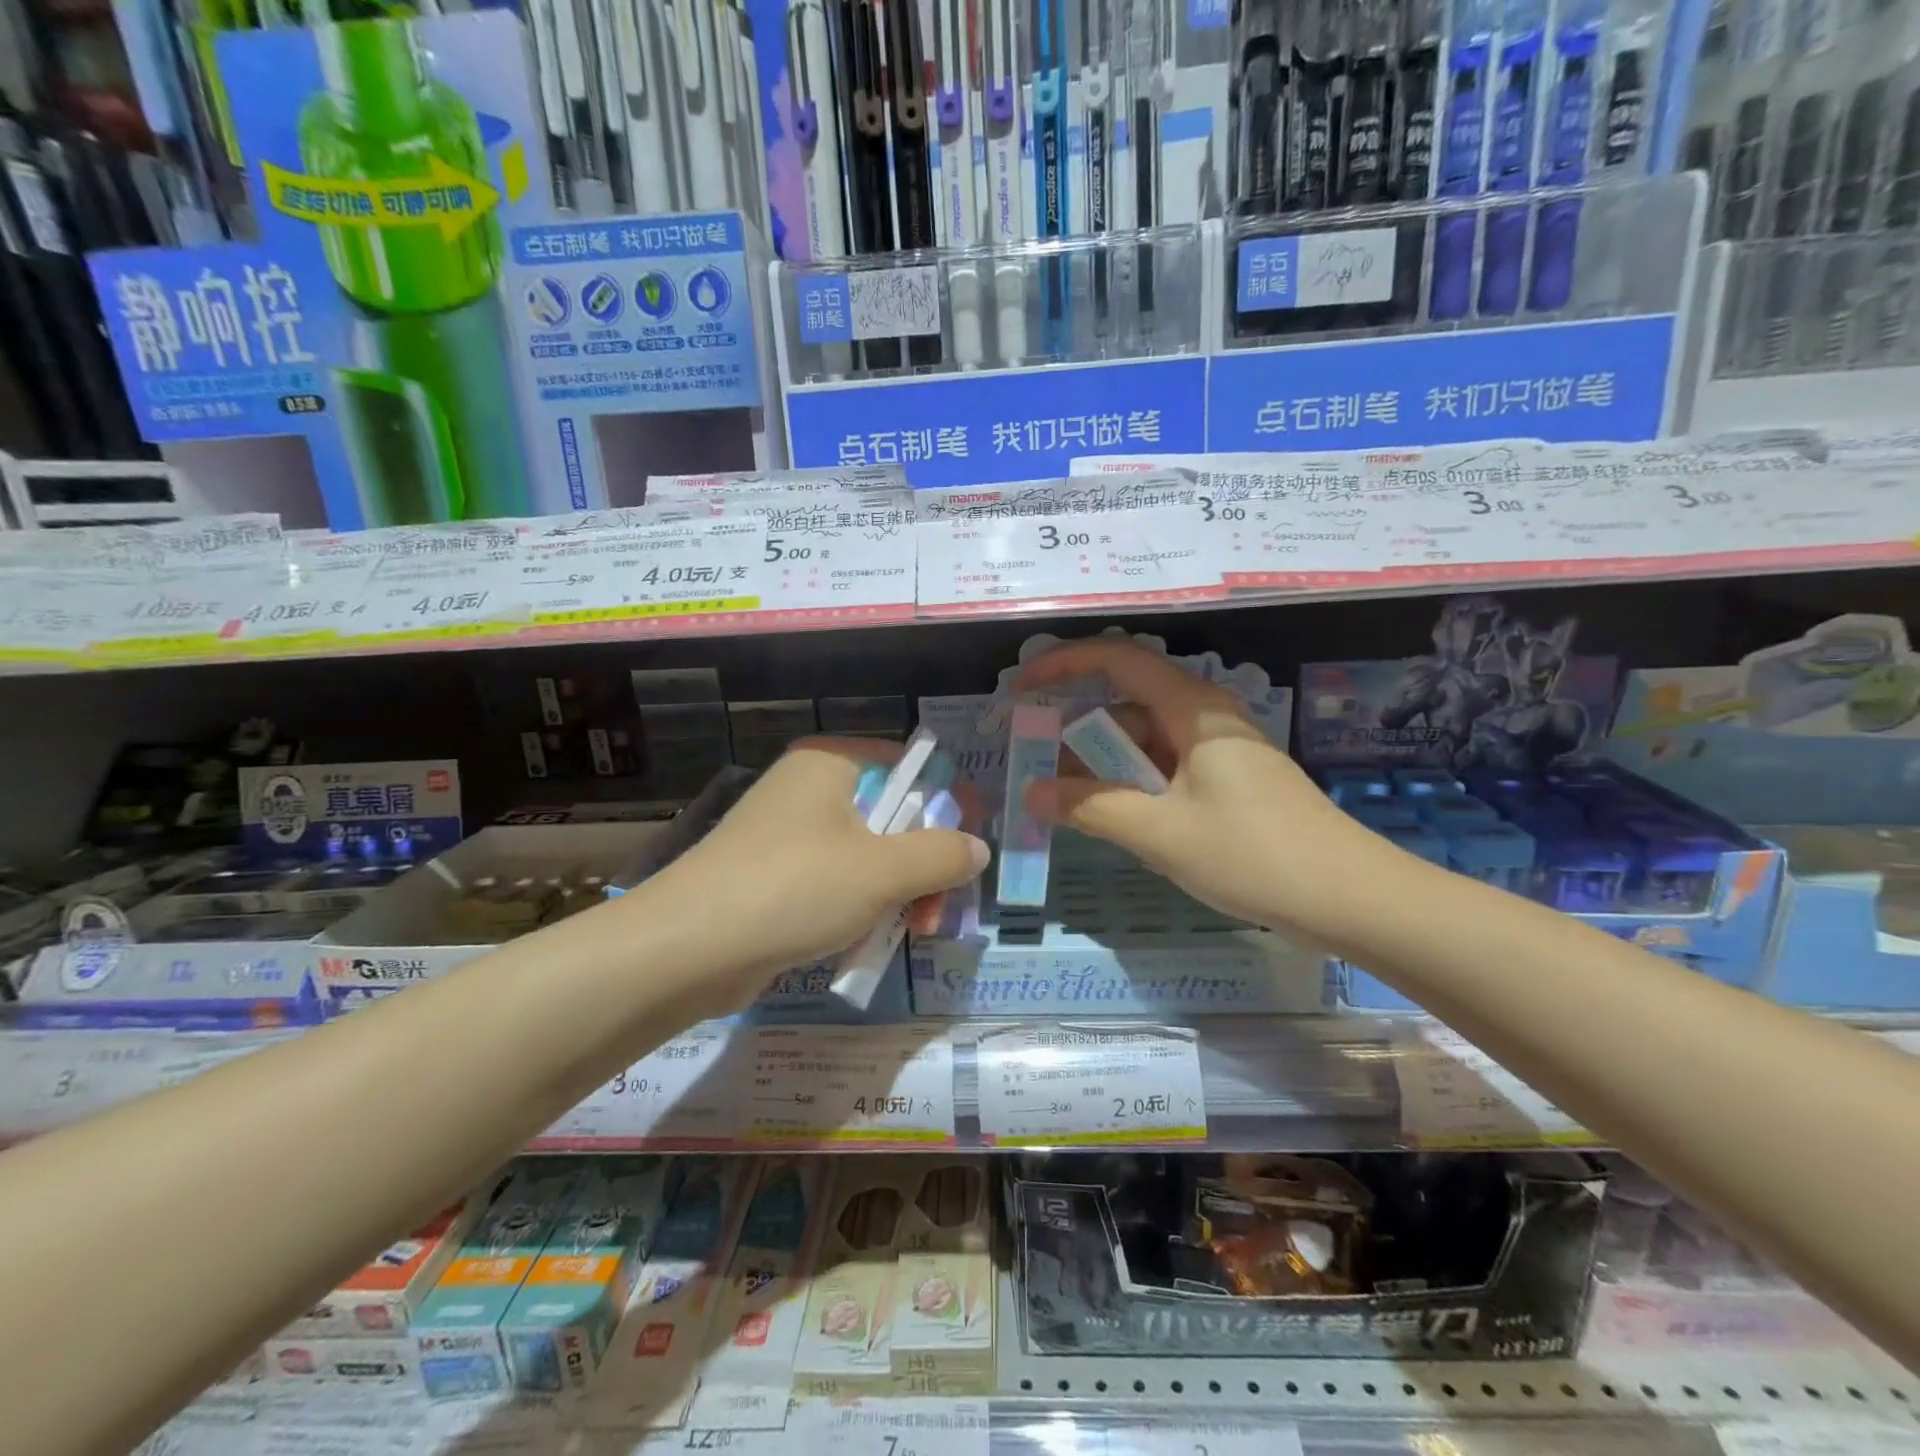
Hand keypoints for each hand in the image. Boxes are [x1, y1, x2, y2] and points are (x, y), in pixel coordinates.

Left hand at [649, 738, 988, 1007]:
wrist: (686, 950)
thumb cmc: (794, 889)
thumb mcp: (884, 870)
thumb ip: (942, 854)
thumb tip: (978, 849)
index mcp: (831, 763)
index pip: (909, 766)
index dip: (945, 808)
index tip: (965, 856)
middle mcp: (808, 788)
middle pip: (891, 817)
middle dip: (921, 868)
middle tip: (936, 913)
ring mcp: (786, 834)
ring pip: (866, 857)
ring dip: (894, 895)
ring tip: (907, 935)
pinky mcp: (772, 877)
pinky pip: (833, 884)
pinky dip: (856, 910)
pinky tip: (863, 944)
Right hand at [1018, 639, 1387, 937]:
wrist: (1350, 899)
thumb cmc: (1252, 854)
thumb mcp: (1159, 832)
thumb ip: (1091, 808)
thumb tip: (1033, 792)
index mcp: (1191, 709)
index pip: (1117, 659)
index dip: (1063, 664)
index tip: (1021, 688)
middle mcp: (1205, 719)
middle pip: (1127, 706)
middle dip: (1079, 735)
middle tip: (1039, 770)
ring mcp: (1220, 752)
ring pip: (1146, 744)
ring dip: (1107, 770)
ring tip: (1073, 810)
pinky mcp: (1229, 784)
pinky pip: (1167, 772)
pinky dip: (1136, 790)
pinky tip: (1123, 826)